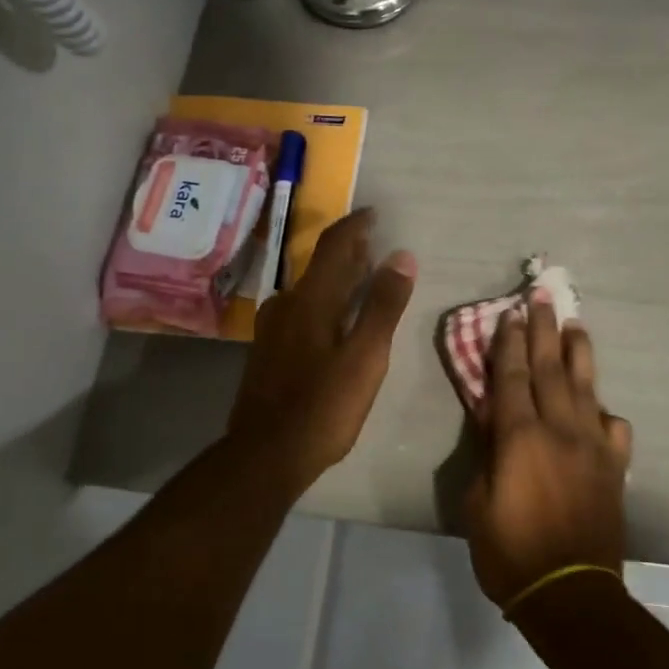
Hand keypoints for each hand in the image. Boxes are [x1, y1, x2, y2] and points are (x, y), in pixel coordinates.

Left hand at [228, 209, 416, 493]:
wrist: (266, 454)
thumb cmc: (324, 406)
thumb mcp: (366, 357)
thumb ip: (384, 306)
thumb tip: (402, 256)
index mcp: (310, 300)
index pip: (333, 245)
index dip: (356, 225)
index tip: (376, 214)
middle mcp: (286, 304)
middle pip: (319, 265)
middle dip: (348, 251)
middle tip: (376, 246)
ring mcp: (272, 328)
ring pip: (308, 289)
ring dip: (335, 277)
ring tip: (361, 279)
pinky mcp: (268, 350)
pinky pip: (299, 310)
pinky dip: (322, 301)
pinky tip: (334, 319)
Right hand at [462, 290, 632, 609]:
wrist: (569, 592)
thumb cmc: (509, 551)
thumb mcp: (476, 502)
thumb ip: (486, 453)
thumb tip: (492, 418)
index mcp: (519, 437)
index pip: (510, 377)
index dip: (507, 343)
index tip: (508, 314)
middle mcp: (559, 429)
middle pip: (550, 368)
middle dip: (544, 331)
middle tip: (543, 297)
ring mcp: (592, 445)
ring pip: (586, 387)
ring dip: (578, 353)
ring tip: (574, 325)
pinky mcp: (614, 466)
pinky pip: (613, 428)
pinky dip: (605, 412)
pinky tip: (600, 407)